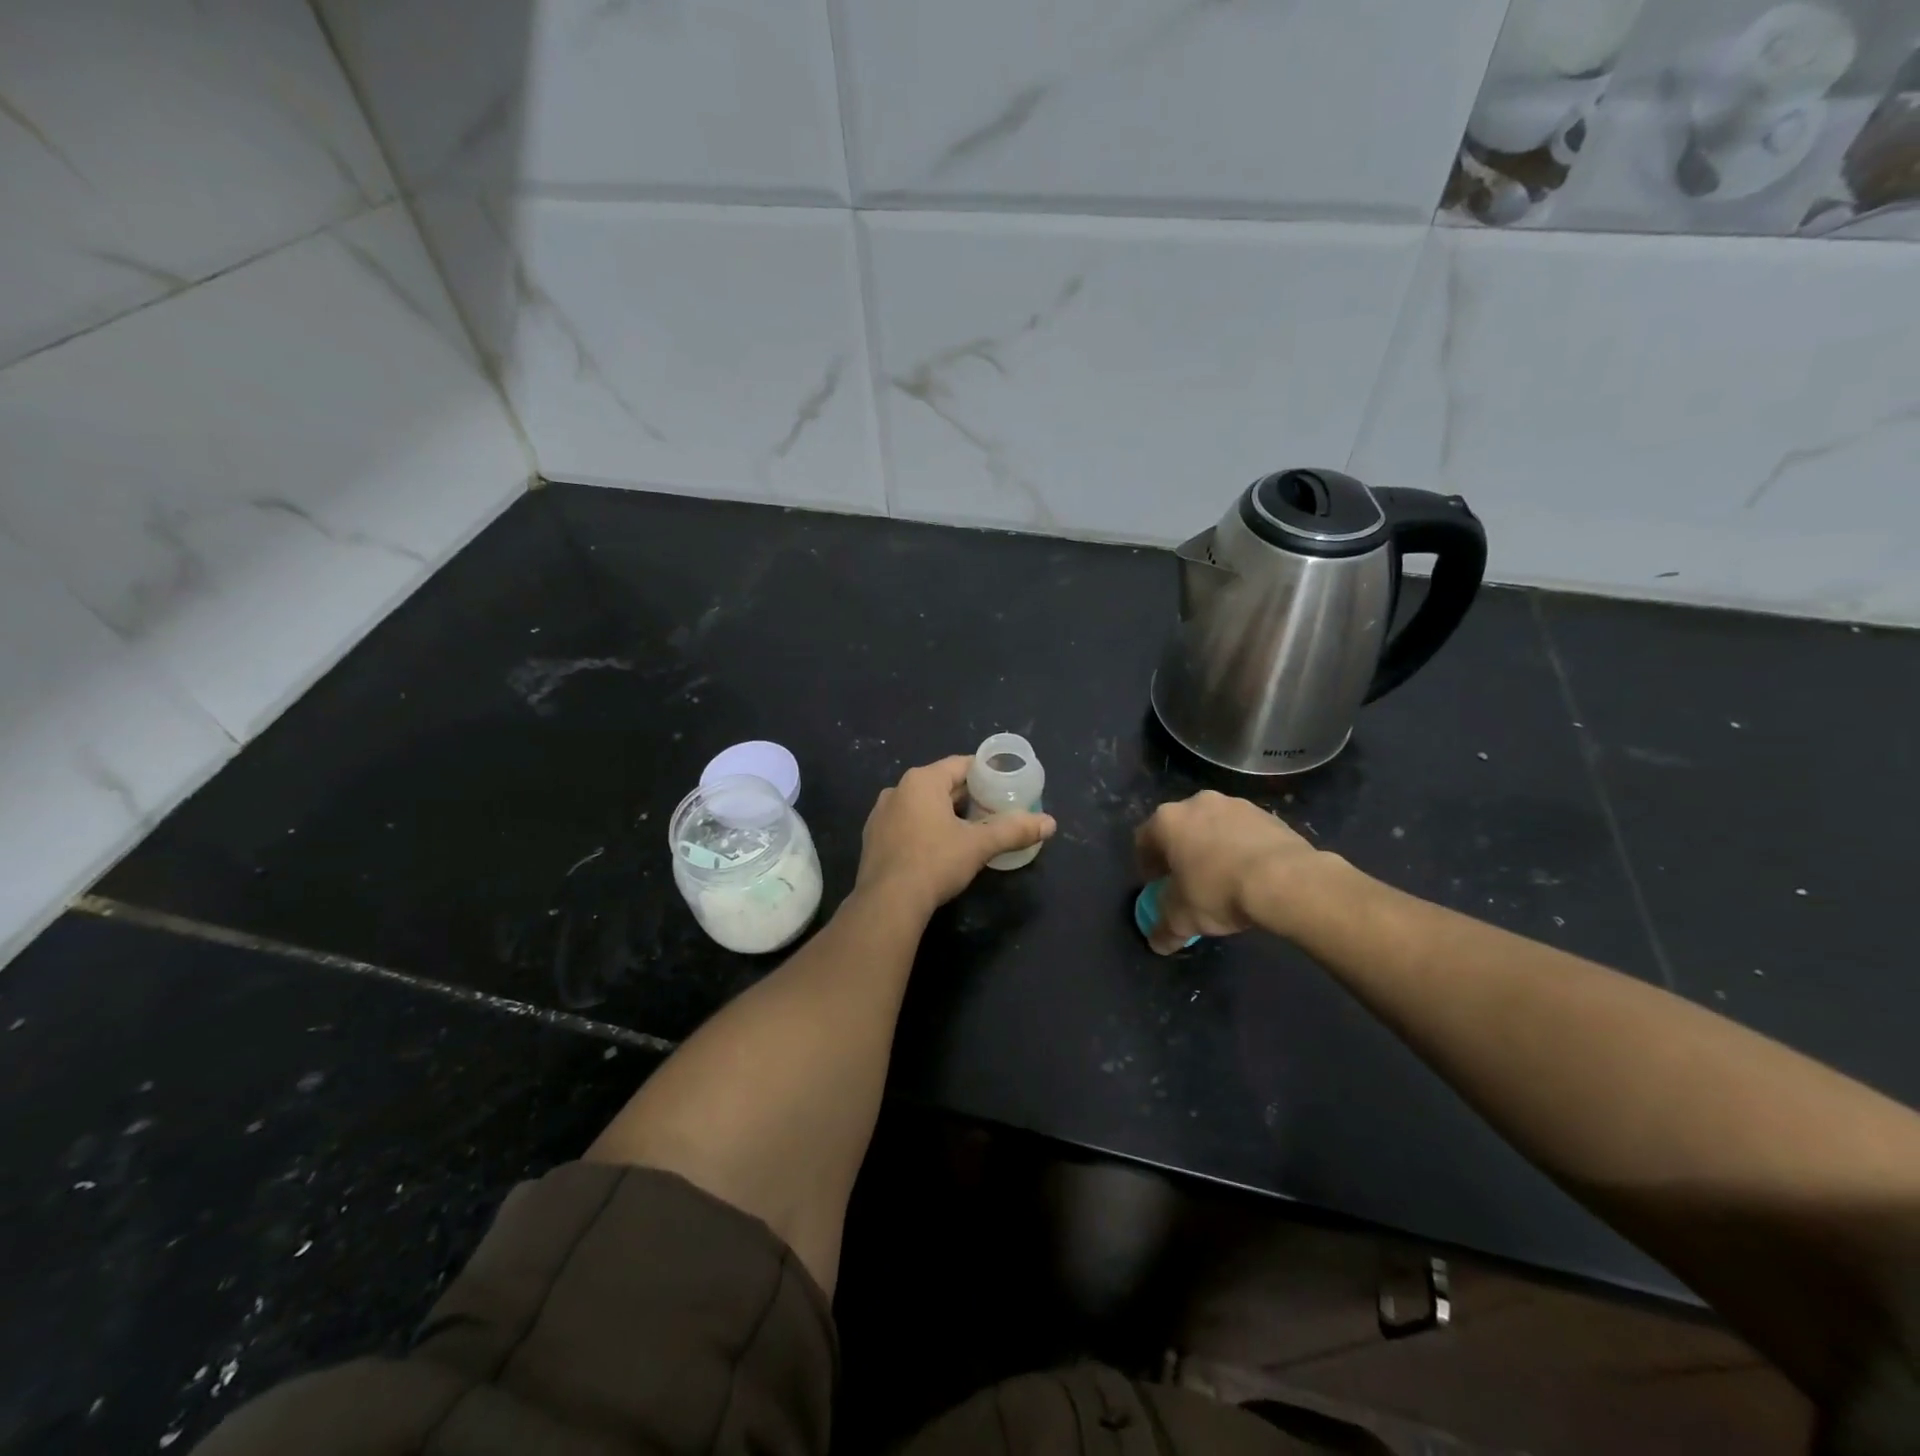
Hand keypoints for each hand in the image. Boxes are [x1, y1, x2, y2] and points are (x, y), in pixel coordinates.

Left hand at [856, 756, 1055, 915]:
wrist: (888, 903)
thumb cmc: (935, 862)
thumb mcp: (979, 845)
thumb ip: (1014, 830)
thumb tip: (1050, 823)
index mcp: (921, 781)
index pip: (961, 765)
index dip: (986, 774)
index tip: (1005, 787)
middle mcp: (897, 790)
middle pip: (941, 785)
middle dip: (967, 798)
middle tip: (993, 812)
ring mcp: (880, 815)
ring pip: (922, 806)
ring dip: (945, 815)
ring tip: (969, 832)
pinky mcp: (872, 839)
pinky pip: (906, 825)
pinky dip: (924, 831)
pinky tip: (938, 851)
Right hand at [1134, 791, 1319, 953]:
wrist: (1286, 881)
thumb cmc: (1218, 892)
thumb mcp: (1182, 919)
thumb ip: (1163, 929)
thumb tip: (1157, 943)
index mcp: (1167, 821)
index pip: (1144, 840)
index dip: (1147, 866)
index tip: (1158, 887)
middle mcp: (1196, 803)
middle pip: (1179, 829)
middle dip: (1181, 854)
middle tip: (1189, 883)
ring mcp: (1234, 804)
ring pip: (1213, 827)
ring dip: (1212, 848)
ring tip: (1224, 879)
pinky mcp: (1267, 814)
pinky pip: (1243, 832)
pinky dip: (1240, 848)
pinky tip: (1251, 874)